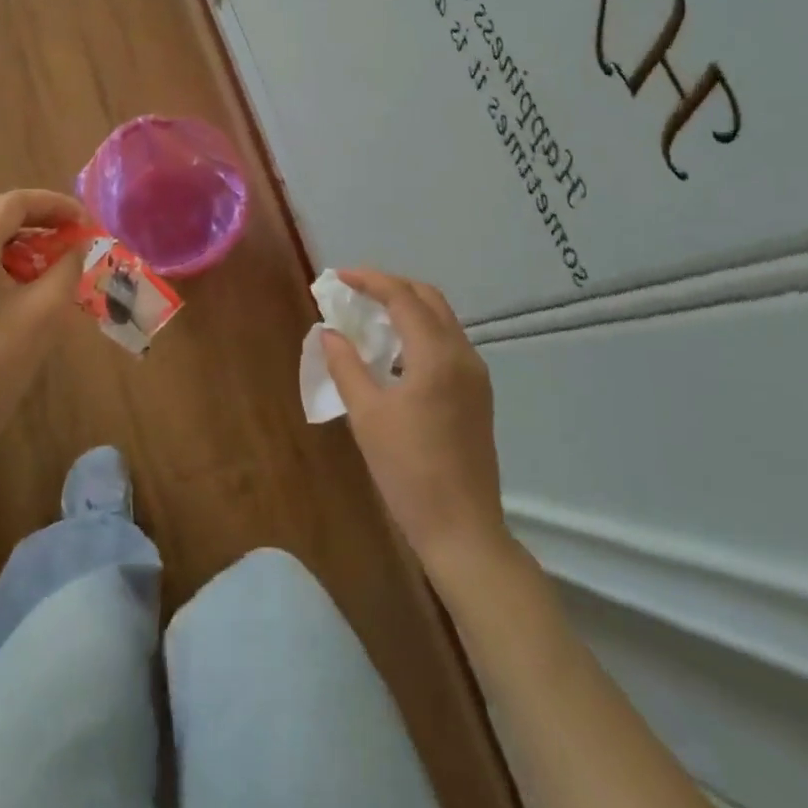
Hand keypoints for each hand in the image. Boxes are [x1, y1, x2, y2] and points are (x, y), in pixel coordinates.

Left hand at [0, 189, 89, 467]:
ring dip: (27, 235)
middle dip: (42, 217)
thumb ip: (67, 266)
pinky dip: (10, 253)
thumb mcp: (46, 310)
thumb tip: (78, 244)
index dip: (54, 204)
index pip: (13, 203)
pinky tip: (34, 272)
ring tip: (61, 251)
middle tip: (77, 233)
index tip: (85, 222)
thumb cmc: (0, 364)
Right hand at [323, 268, 509, 574]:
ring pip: (442, 320)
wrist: (462, 530)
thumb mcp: (367, 416)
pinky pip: (447, 344)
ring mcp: (475, 376)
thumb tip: (329, 332)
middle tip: (355, 290)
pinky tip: (394, 352)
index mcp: (437, 355)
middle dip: (392, 286)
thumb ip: (346, 366)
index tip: (338, 278)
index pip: (403, 297)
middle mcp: (463, 355)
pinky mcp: (477, 395)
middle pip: (429, 299)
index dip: (370, 281)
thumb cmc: (409, 471)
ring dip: (408, 308)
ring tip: (370, 315)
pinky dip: (420, 332)